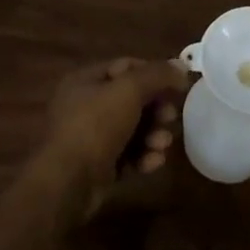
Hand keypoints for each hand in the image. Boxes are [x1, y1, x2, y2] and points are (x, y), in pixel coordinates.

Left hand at [42, 57, 189, 209]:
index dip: (154, 73)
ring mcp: (90, 138)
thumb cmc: (96, 126)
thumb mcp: (129, 91)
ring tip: (162, 144)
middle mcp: (85, 105)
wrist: (68, 182)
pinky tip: (153, 162)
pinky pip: (126, 155)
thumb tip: (180, 66)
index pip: (126, 66)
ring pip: (132, 129)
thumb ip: (157, 75)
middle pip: (132, 100)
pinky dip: (142, 156)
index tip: (178, 85)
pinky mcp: (98, 166)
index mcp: (85, 80)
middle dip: (156, 109)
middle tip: (170, 117)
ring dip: (153, 135)